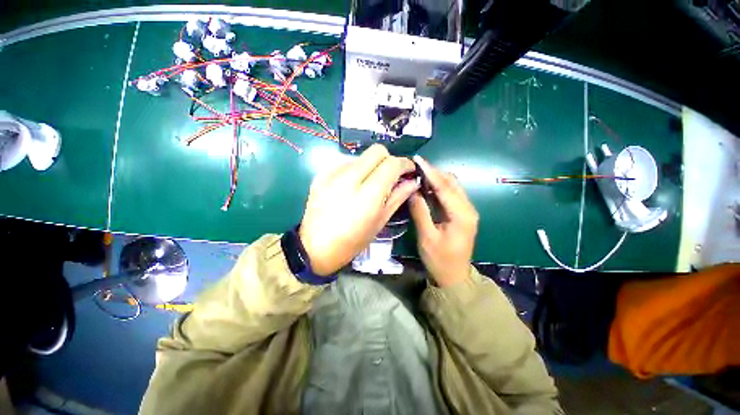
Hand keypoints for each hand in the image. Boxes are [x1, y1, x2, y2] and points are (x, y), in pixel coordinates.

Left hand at [299, 144, 418, 275]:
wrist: (315, 248)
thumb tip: (412, 182)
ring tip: (369, 184)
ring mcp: (332, 175)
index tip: (409, 170)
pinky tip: (352, 186)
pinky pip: (345, 164)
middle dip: (389, 160)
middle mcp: (349, 178)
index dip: (405, 164)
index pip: (391, 164)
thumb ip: (397, 198)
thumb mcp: (379, 222)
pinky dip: (355, 170)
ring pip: (361, 156)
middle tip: (391, 175)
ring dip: (371, 165)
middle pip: (376, 151)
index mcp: (367, 195)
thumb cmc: (352, 241)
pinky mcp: (321, 176)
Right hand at [409, 155, 478, 286]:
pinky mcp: (461, 213)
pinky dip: (438, 188)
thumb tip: (412, 190)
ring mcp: (466, 211)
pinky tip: (425, 186)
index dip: (431, 172)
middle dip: (434, 172)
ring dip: (436, 179)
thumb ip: (420, 212)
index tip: (417, 159)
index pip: (445, 187)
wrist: (454, 277)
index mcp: (462, 215)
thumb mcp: (427, 237)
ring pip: (452, 187)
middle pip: (451, 183)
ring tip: (418, 174)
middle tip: (415, 167)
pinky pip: (450, 195)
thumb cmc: (440, 260)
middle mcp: (468, 209)